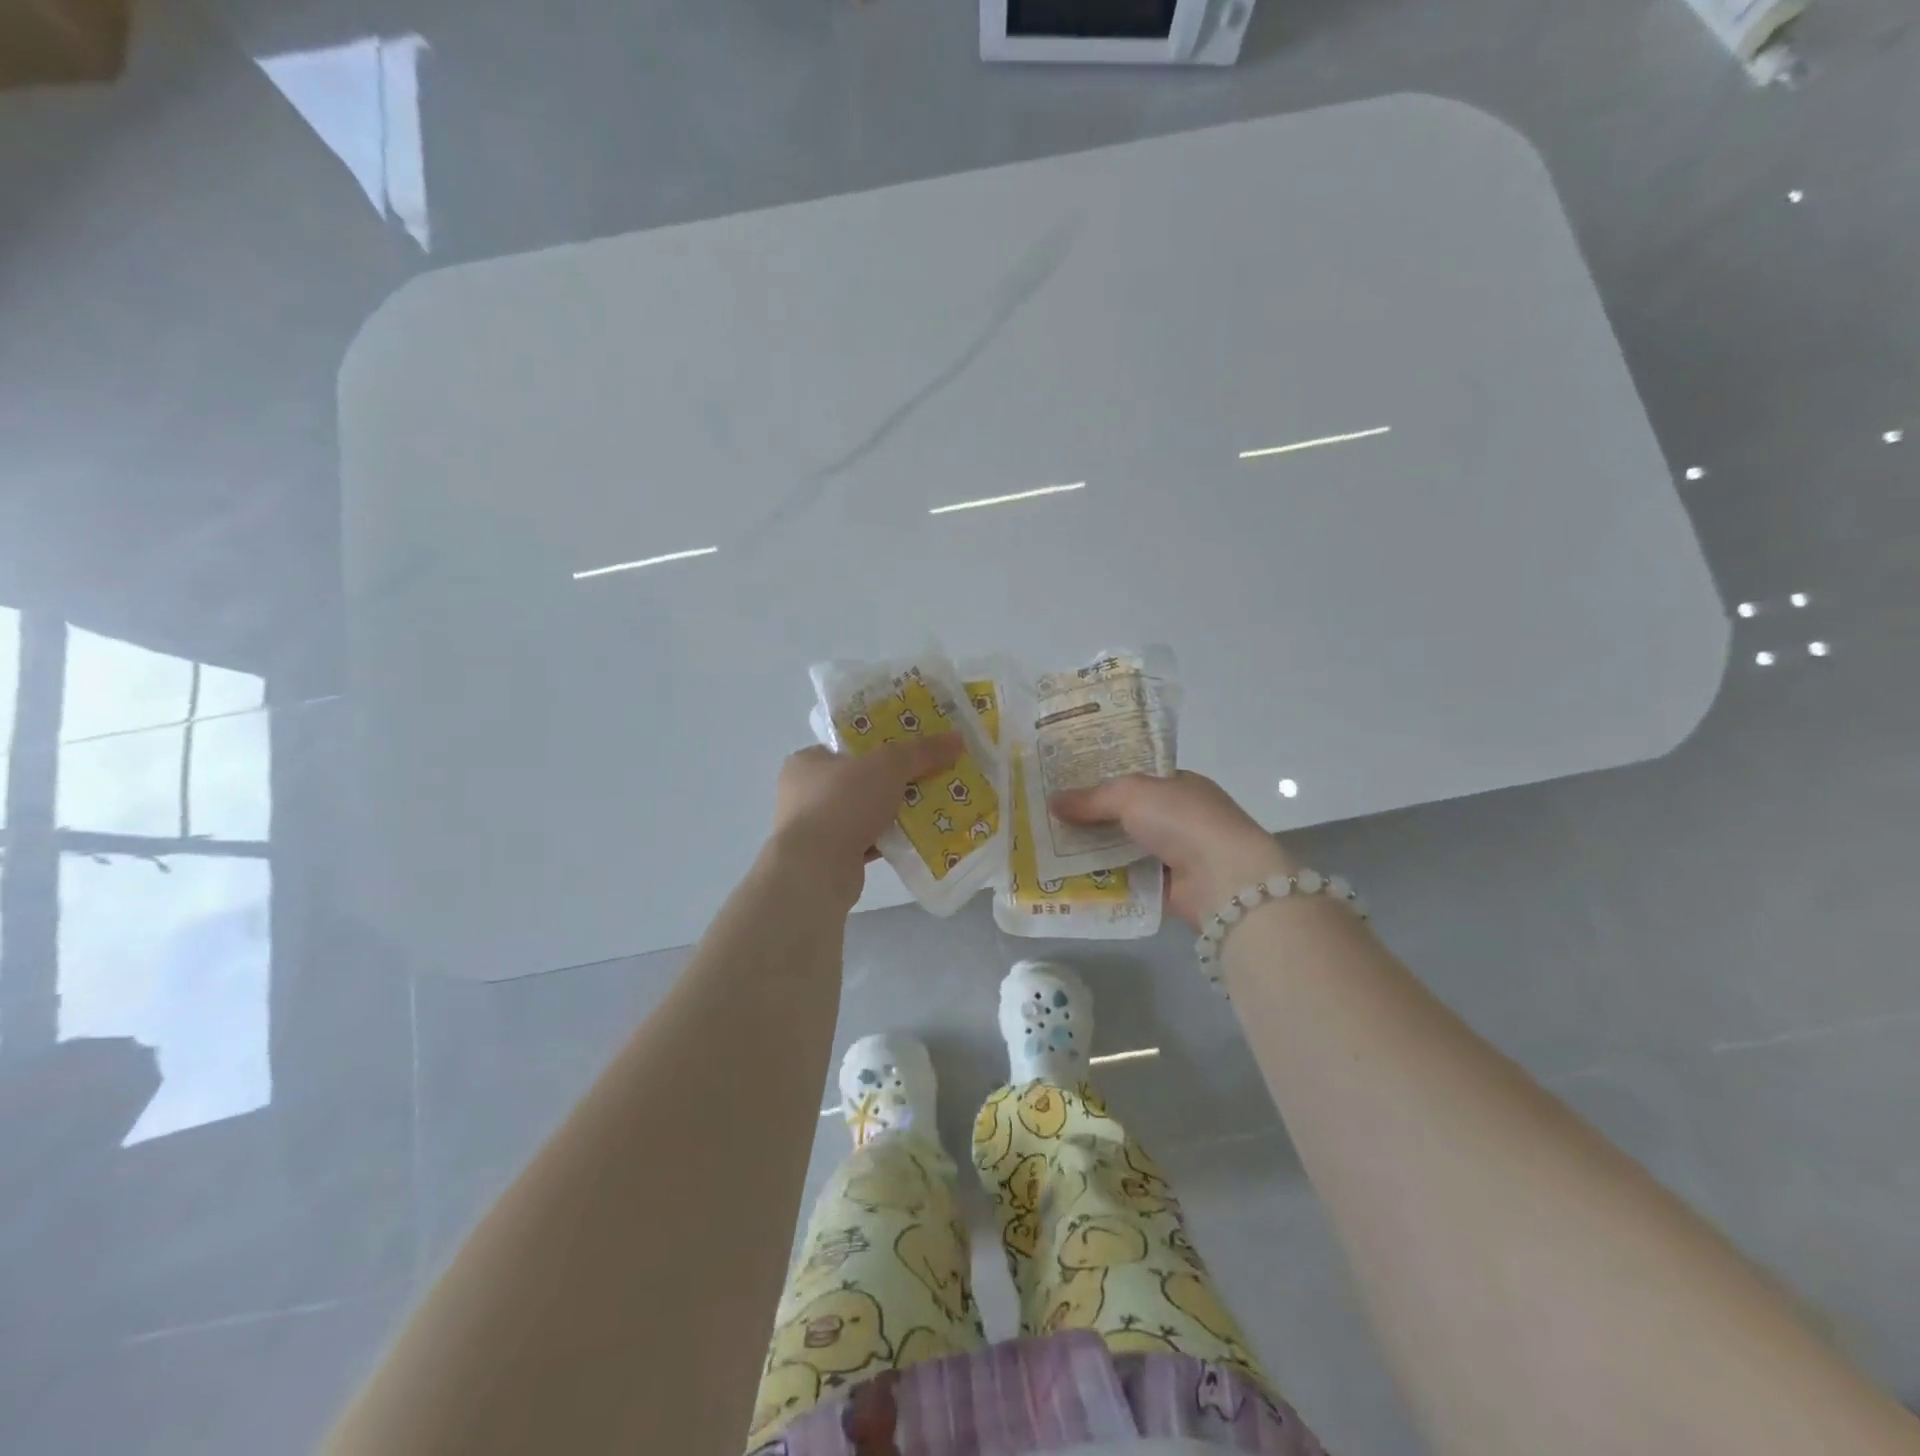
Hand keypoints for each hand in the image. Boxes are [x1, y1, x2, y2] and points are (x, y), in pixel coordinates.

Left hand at [770, 734, 963, 903]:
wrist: (816, 870)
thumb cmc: (842, 803)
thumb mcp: (888, 766)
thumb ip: (921, 751)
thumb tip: (957, 738)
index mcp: (808, 762)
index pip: (848, 747)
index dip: (881, 744)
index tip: (913, 749)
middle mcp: (806, 794)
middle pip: (861, 779)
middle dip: (895, 781)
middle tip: (930, 777)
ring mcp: (816, 829)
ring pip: (866, 812)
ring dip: (895, 812)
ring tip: (933, 807)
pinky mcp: (830, 858)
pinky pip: (868, 841)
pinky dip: (891, 840)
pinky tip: (919, 838)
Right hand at [1050, 771, 1293, 926]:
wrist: (1224, 878)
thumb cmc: (1182, 820)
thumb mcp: (1131, 794)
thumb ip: (1091, 798)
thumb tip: (1053, 801)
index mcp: (1178, 784)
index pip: (1134, 778)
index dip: (1100, 780)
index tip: (1064, 786)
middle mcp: (1179, 817)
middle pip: (1126, 814)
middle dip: (1091, 818)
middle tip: (1048, 819)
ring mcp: (1176, 853)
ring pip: (1124, 848)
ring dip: (1094, 851)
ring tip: (1049, 851)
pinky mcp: (1170, 887)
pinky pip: (1129, 879)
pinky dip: (1106, 880)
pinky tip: (1072, 879)